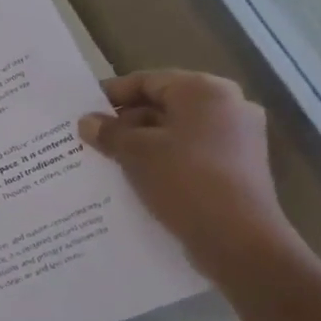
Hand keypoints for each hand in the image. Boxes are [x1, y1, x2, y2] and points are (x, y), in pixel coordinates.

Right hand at [77, 70, 301, 284]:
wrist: (238, 240)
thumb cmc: (184, 181)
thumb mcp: (135, 153)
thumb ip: (108, 132)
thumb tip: (87, 121)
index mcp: (205, 92)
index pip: (148, 81)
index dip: (112, 93)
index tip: (83, 110)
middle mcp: (227, 107)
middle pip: (163, 104)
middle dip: (125, 121)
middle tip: (91, 139)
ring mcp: (236, 138)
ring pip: (175, 131)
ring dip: (141, 143)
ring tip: (107, 161)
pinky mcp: (236, 167)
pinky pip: (189, 153)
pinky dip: (161, 159)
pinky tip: (135, 178)